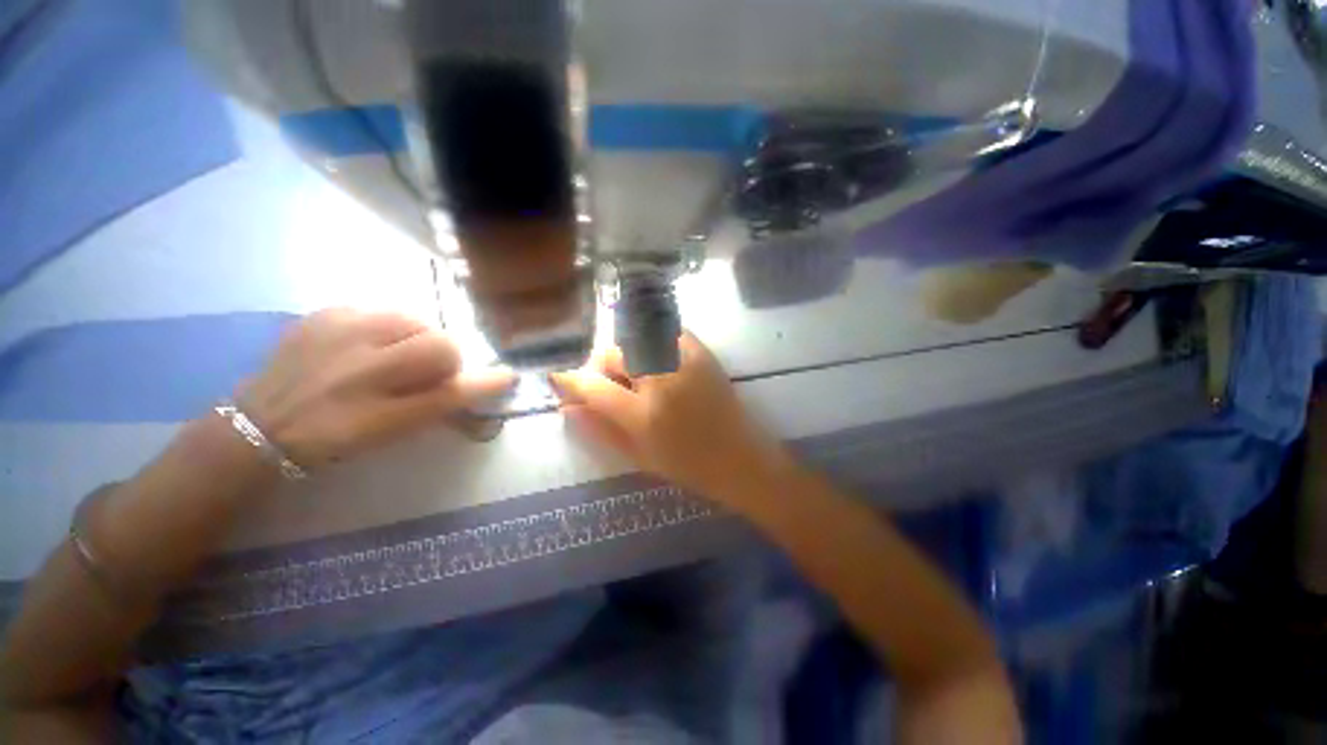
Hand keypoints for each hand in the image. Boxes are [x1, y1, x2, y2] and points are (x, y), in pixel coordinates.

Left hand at [238, 309, 514, 466]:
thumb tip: (496, 379)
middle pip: (438, 342)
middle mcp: (359, 364)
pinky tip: (366, 345)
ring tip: (395, 356)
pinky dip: (386, 326)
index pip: (452, 386)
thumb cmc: (336, 437)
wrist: (261, 424)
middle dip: (443, 359)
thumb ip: (445, 403)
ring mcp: (336, 331)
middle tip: (424, 374)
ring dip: (417, 337)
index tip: (503, 378)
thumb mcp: (393, 431)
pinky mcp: (321, 314)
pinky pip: (377, 309)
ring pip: (412, 319)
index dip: (482, 380)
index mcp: (376, 403)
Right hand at [550, 331, 784, 505]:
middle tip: (612, 384)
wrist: (740, 458)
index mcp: (644, 415)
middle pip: (614, 353)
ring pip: (636, 338)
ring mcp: (684, 361)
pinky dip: (652, 341)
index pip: (593, 386)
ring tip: (637, 374)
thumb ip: (599, 429)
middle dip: (603, 366)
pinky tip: (657, 361)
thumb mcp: (638, 457)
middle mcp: (662, 381)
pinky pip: (665, 332)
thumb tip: (567, 406)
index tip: (560, 377)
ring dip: (627, 354)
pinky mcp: (702, 352)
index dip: (570, 380)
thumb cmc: (687, 466)